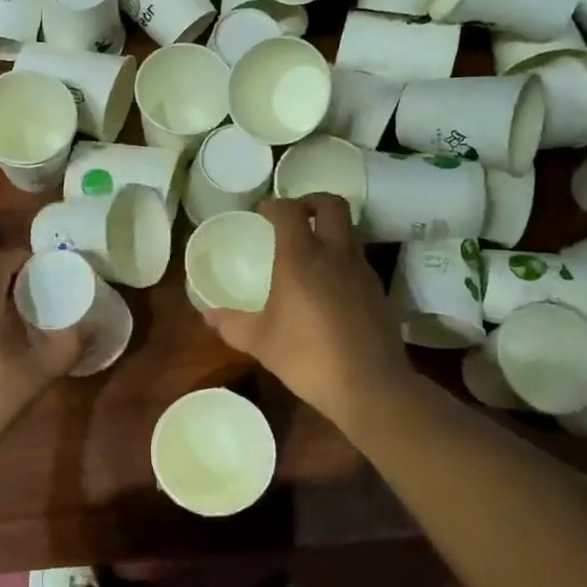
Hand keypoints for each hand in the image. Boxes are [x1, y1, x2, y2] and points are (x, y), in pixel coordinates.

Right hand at [203, 195, 413, 423]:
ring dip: (330, 230)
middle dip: (311, 201)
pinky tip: (329, 286)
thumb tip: (208, 314)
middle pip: (331, 205)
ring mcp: (362, 271)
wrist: (370, 386)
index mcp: (301, 258)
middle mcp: (335, 254)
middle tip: (294, 216)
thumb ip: (232, 324)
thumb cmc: (307, 357)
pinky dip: (342, 259)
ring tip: (310, 252)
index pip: (290, 211)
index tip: (262, 213)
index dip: (274, 205)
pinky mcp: (378, 291)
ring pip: (349, 231)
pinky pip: (358, 260)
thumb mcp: (260, 342)